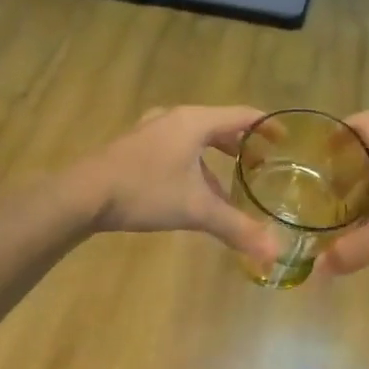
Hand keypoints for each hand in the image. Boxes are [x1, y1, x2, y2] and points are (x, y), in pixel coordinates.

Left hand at [74, 105, 273, 259]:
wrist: (83, 195)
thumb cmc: (145, 191)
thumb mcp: (196, 209)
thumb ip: (236, 228)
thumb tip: (274, 253)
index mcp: (194, 122)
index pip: (242, 115)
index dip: (267, 126)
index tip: (285, 140)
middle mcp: (175, 118)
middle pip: (219, 124)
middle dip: (241, 144)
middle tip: (260, 164)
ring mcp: (151, 130)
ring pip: (195, 138)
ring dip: (215, 157)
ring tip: (229, 184)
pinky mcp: (135, 146)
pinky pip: (176, 148)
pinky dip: (193, 164)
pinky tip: (192, 192)